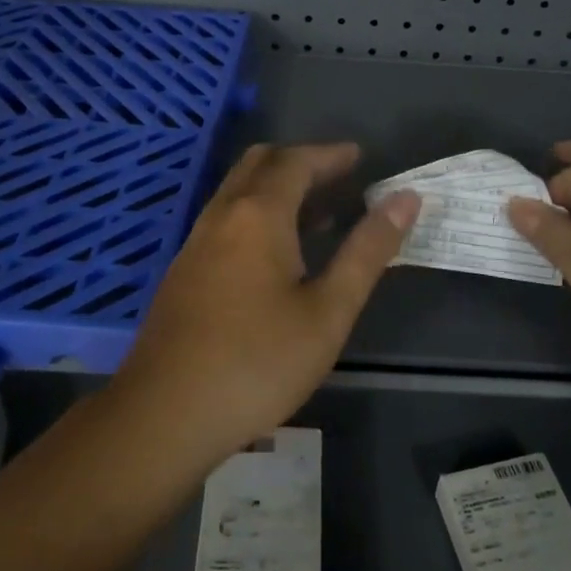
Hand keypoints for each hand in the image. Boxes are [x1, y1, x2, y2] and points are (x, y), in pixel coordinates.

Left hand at [109, 142, 419, 471]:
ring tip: (319, 213)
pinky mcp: (184, 271)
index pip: (296, 162)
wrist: (165, 415)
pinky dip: (257, 212)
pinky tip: (277, 254)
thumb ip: (367, 251)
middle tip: (339, 178)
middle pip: (260, 164)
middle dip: (301, 162)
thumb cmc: (258, 362)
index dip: (330, 155)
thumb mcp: (328, 311)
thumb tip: (405, 199)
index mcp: (257, 215)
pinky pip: (225, 218)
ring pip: (238, 191)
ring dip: (277, 188)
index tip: (360, 157)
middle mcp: (221, 215)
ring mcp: (196, 242)